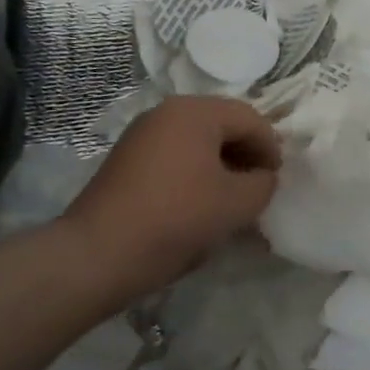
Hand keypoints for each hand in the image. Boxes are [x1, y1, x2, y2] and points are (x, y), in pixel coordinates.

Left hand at [59, 96, 281, 302]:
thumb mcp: (235, 205)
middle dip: (245, 155)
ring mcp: (142, 134)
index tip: (276, 181)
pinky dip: (194, 173)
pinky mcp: (126, 160)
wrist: (94, 257)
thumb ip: (263, 184)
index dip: (270, 149)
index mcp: (195, 111)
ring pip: (198, 142)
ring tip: (230, 200)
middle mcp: (167, 112)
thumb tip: (263, 177)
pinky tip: (198, 205)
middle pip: (222, 125)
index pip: (250, 119)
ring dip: (220, 166)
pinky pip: (174, 156)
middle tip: (257, 189)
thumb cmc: (174, 220)